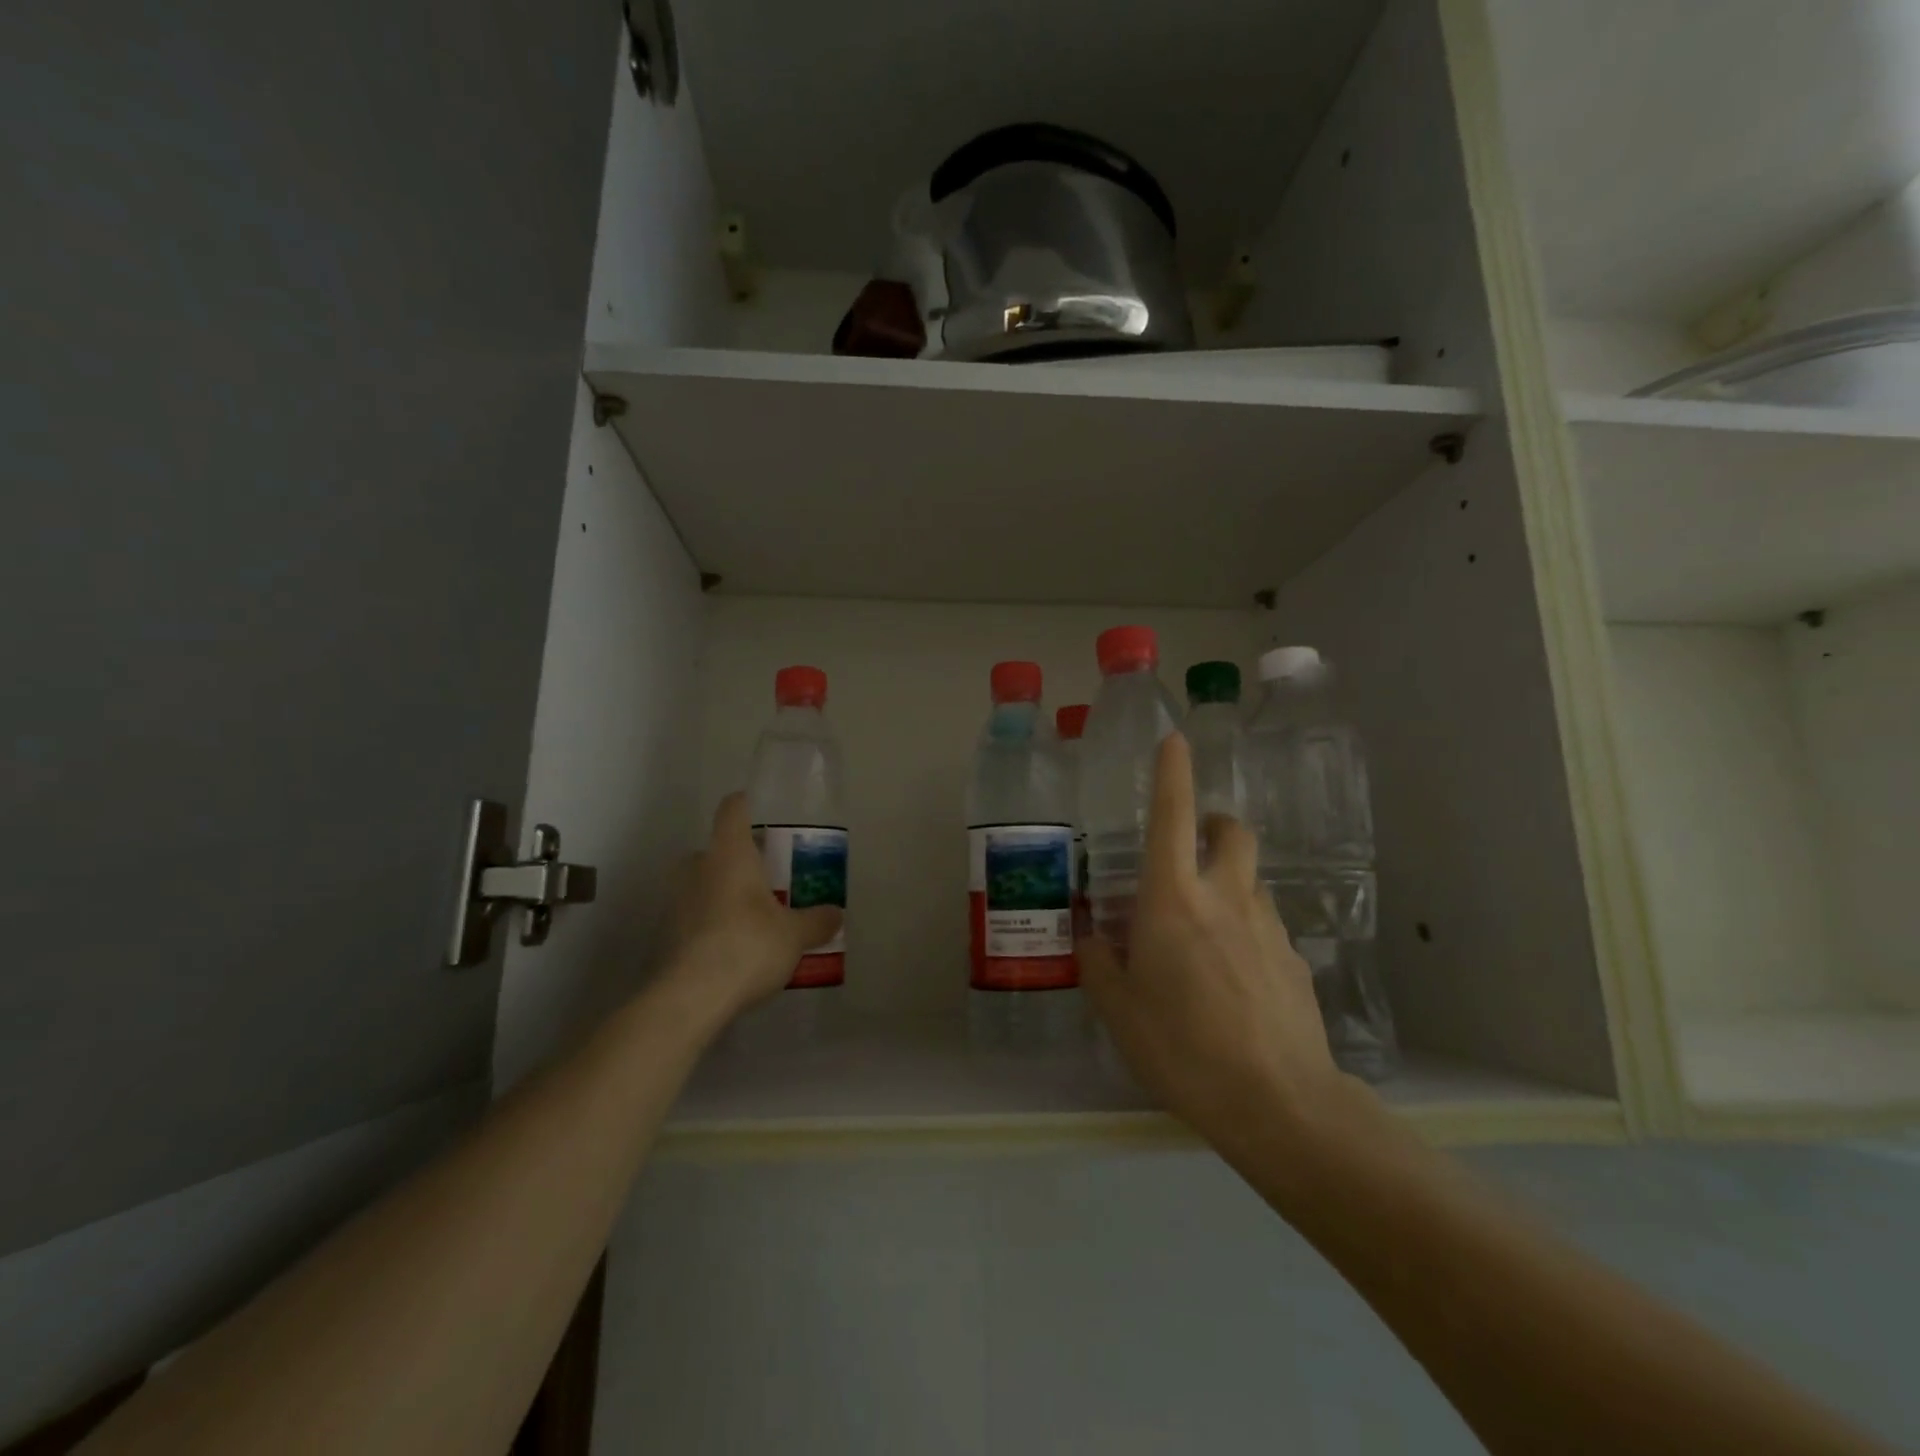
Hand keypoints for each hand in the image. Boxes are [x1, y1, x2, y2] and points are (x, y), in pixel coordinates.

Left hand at [663, 793, 844, 1019]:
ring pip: (703, 884)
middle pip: (716, 849)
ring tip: (753, 916)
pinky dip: (711, 923)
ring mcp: (676, 902)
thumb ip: (817, 921)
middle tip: (766, 877)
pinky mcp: (666, 935)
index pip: (733, 810)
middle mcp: (697, 868)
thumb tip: (836, 913)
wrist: (690, 998)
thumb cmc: (748, 946)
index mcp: (729, 854)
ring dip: (723, 893)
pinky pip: (694, 917)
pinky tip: (733, 947)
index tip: (760, 810)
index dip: (746, 804)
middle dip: (738, 860)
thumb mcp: (794, 935)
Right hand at [1078, 734, 1342, 1151]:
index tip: (1175, 740)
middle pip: (1232, 831)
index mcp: (1173, 900)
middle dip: (1215, 822)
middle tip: (1193, 846)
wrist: (1279, 1104)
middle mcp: (1225, 898)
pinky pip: (1264, 927)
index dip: (1172, 773)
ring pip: (1250, 880)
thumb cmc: (1183, 1048)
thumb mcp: (1119, 1010)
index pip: (1172, 817)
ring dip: (1228, 882)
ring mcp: (1267, 927)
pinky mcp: (1294, 960)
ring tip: (1203, 931)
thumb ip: (1099, 962)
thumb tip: (1091, 934)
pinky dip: (1244, 931)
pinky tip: (1233, 982)